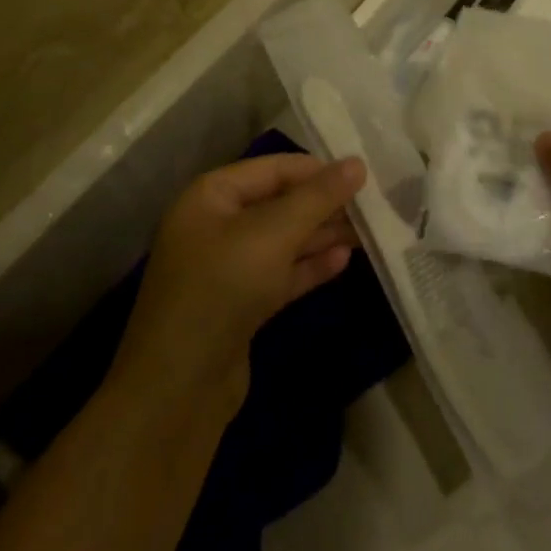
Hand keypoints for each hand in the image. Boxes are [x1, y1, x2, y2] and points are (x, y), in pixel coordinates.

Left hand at [114, 153, 365, 417]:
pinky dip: (309, 266)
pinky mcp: (239, 304)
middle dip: (323, 205)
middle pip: (279, 203)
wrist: (178, 387)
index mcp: (211, 196)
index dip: (317, 170)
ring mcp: (226, 267)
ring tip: (368, 231)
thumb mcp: (273, 234)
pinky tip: (343, 261)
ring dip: (322, 235)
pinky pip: (280, 274)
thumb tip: (357, 163)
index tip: (362, 175)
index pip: (272, 168)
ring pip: (283, 240)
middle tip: (372, 206)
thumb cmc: (222, 288)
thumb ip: (317, 197)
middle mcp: (216, 225)